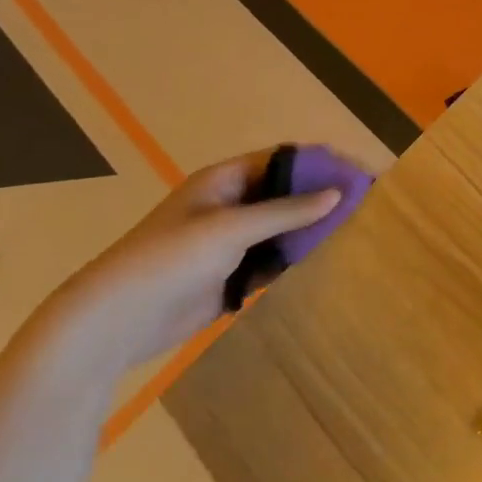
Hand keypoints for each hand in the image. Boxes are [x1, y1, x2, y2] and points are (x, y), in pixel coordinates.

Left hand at [25, 150, 344, 380]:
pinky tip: (328, 260)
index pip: (282, 160)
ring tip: (357, 230)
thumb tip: (339, 193)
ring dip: (313, 228)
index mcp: (223, 181)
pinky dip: (298, 257)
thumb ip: (286, 211)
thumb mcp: (230, 228)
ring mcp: (231, 242)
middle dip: (322, 195)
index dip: (320, 162)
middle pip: (286, 192)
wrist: (115, 322)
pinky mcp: (232, 275)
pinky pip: (274, 258)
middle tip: (366, 203)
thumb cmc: (168, 261)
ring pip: (283, 227)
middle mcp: (230, 206)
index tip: (359, 172)